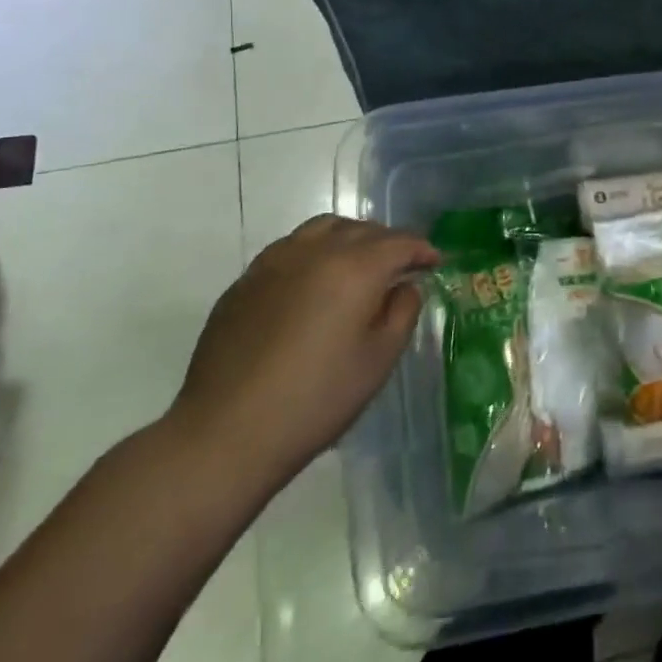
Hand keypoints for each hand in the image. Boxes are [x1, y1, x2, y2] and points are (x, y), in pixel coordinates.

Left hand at [168, 215, 437, 493]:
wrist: (226, 432)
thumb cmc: (317, 398)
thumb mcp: (378, 360)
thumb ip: (402, 312)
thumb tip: (404, 287)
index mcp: (354, 268)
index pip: (399, 243)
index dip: (422, 249)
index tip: (435, 262)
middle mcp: (315, 252)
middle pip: (362, 229)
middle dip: (389, 241)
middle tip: (402, 264)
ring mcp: (274, 262)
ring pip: (323, 229)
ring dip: (350, 237)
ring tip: (360, 262)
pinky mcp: (246, 281)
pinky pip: (290, 248)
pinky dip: (315, 251)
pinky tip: (315, 281)